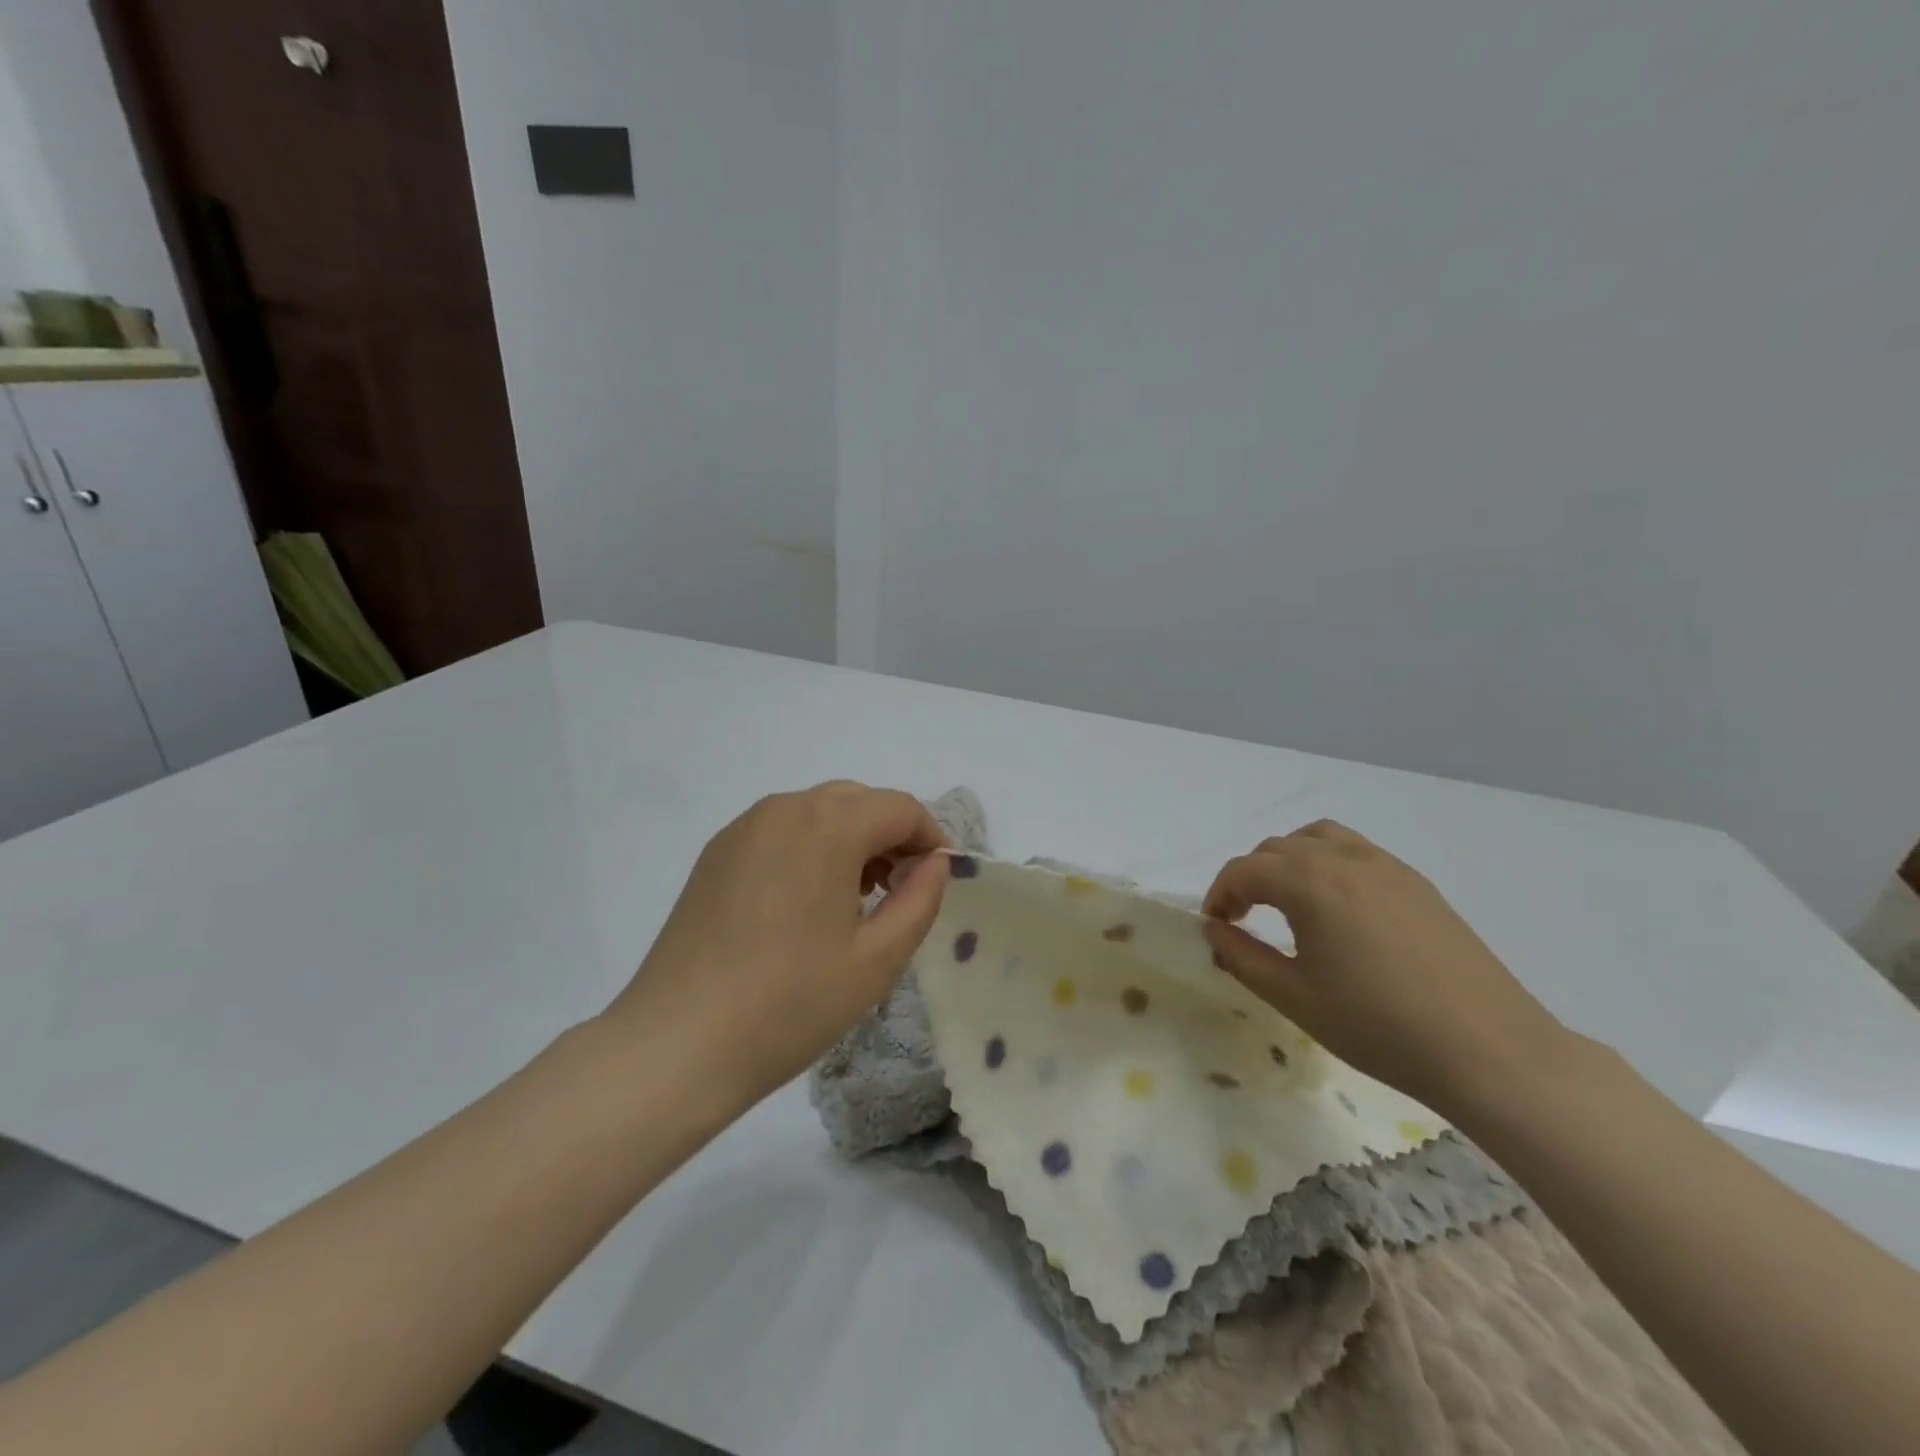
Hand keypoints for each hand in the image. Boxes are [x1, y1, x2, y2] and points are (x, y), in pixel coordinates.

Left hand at [604, 782, 949, 1110]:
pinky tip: (805, 904)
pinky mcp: (716, 853)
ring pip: (818, 812)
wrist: (677, 1044)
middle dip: (891, 836)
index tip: (936, 880)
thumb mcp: (877, 959)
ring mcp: (743, 828)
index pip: (900, 808)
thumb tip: (934, 863)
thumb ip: (920, 899)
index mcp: (828, 824)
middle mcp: (784, 809)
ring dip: (851, 840)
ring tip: (854, 901)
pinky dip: (810, 848)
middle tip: (899, 892)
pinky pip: (781, 831)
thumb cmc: (790, 1003)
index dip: (930, 838)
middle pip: (858, 801)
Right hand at [1201, 820, 1569, 1114]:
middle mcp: (1343, 858)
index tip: (1215, 928)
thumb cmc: (1378, 1026)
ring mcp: (1386, 866)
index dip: (1218, 895)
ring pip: (1318, 838)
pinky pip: (1356, 851)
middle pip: (1276, 849)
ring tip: (1288, 902)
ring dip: (1289, 861)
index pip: (1243, 870)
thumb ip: (1242, 957)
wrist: (1490, 1051)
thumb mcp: (1294, 997)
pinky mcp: (1417, 883)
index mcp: (1308, 881)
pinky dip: (1328, 864)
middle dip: (1249, 878)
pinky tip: (1338, 911)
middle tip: (1244, 920)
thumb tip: (1216, 931)